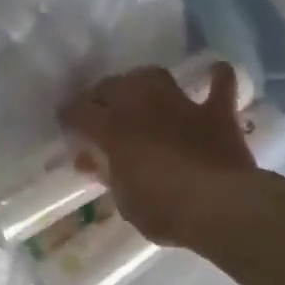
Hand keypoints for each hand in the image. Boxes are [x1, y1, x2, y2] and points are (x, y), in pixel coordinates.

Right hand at [61, 63, 255, 246]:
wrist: (218, 206)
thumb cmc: (162, 210)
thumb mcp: (124, 200)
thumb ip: (108, 175)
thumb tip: (91, 161)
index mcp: (113, 129)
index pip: (80, 112)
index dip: (69, 115)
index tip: (65, 122)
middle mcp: (142, 107)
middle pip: (113, 86)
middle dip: (102, 95)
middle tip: (99, 109)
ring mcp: (181, 106)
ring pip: (154, 77)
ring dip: (142, 81)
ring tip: (138, 91)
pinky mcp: (216, 114)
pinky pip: (218, 86)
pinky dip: (216, 80)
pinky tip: (216, 74)